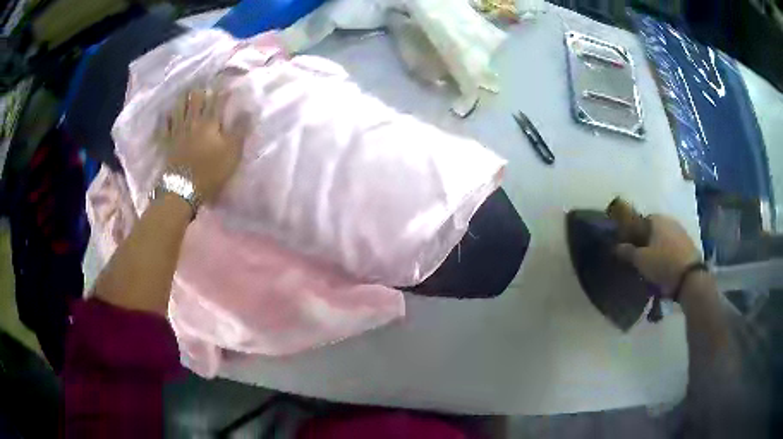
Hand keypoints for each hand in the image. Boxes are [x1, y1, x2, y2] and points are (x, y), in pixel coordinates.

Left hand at [164, 89, 244, 202]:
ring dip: (183, 98)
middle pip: (195, 99)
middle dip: (201, 90)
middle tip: (204, 84)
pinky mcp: (168, 143)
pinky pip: (165, 126)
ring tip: (185, 92)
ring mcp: (178, 131)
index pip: (217, 100)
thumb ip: (240, 130)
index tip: (227, 82)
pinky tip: (166, 113)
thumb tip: (249, 110)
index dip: (222, 90)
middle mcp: (193, 121)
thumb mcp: (232, 153)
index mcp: (210, 122)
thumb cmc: (211, 171)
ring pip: (179, 108)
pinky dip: (166, 118)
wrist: (184, 189)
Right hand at [616, 215, 700, 297]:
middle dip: (647, 240)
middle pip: (654, 229)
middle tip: (640, 256)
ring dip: (658, 248)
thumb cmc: (662, 263)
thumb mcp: (641, 260)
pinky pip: (673, 247)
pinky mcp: (689, 245)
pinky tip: (664, 266)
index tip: (629, 244)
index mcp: (657, 219)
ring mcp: (681, 232)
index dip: (634, 232)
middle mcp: (669, 221)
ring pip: (665, 238)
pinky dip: (668, 254)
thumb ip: (628, 252)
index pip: (641, 220)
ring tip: (652, 264)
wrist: (689, 277)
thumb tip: (616, 246)